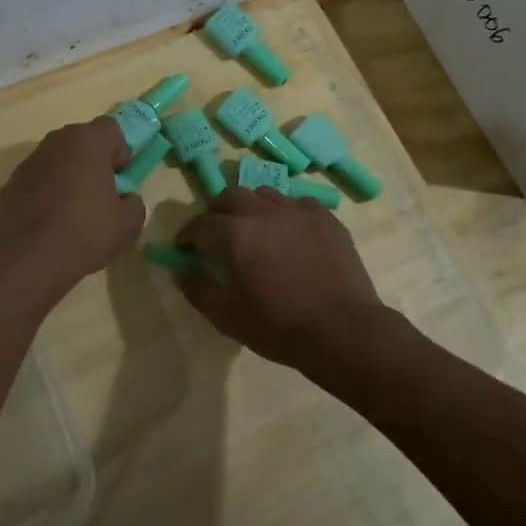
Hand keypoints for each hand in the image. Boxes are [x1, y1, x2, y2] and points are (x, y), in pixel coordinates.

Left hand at [0, 118, 145, 292]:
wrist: (28, 259)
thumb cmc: (86, 232)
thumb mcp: (129, 224)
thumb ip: (133, 202)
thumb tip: (124, 199)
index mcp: (87, 141)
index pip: (112, 129)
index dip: (121, 152)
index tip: (121, 179)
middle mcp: (56, 141)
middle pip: (83, 141)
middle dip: (94, 161)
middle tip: (101, 194)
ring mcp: (29, 161)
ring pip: (58, 160)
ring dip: (69, 175)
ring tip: (74, 211)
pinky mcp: (10, 184)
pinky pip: (38, 180)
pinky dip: (47, 192)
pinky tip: (51, 221)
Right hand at [174, 188, 385, 368]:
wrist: (341, 330)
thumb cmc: (278, 326)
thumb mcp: (226, 317)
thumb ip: (197, 289)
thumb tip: (183, 269)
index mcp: (234, 233)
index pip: (199, 224)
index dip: (187, 237)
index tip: (186, 249)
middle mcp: (263, 211)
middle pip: (230, 196)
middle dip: (217, 212)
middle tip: (217, 235)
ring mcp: (297, 210)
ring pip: (264, 195)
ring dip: (252, 209)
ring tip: (255, 231)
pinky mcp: (325, 217)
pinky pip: (297, 204)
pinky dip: (286, 215)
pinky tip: (290, 236)